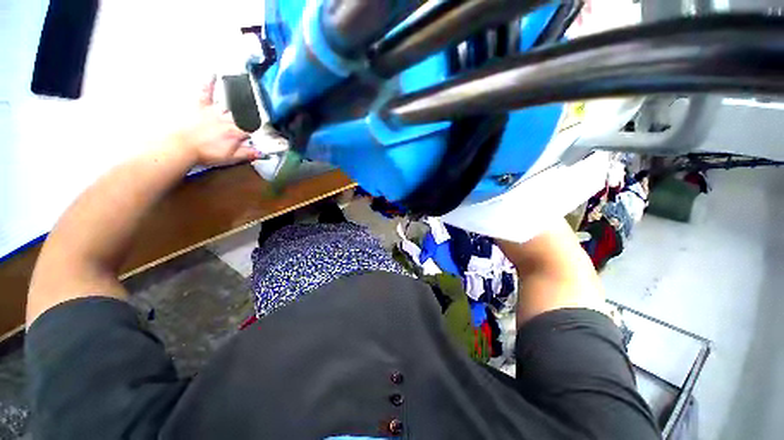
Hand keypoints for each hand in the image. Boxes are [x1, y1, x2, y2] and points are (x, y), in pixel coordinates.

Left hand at [172, 76, 260, 166]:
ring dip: (238, 97)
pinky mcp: (200, 107)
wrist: (181, 147)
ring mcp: (214, 112)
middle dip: (250, 111)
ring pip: (229, 103)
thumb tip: (261, 153)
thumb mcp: (231, 158)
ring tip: (246, 89)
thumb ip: (247, 154)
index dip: (256, 128)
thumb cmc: (204, 153)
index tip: (260, 126)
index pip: (251, 129)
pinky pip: (206, 92)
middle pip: (242, 115)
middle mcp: (227, 120)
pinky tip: (214, 75)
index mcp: (235, 133)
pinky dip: (210, 83)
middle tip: (256, 106)